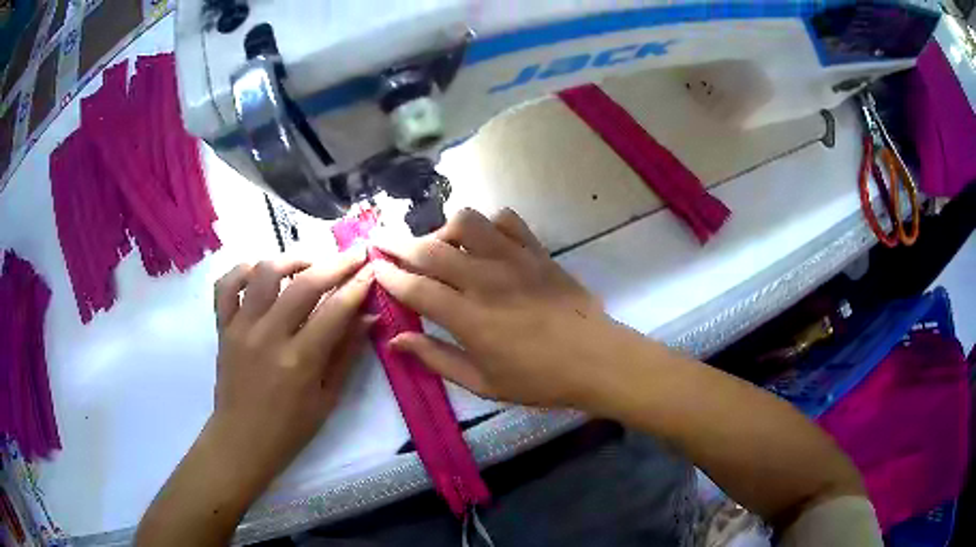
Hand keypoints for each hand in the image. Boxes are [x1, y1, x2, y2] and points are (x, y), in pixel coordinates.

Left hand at [209, 251, 373, 487]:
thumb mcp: (327, 398)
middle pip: (304, 284)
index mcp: (299, 361)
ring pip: (264, 273)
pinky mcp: (222, 327)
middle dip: (335, 263)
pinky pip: (226, 285)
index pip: (335, 310)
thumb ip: (346, 354)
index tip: (373, 268)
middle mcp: (268, 337)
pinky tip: (260, 272)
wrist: (242, 440)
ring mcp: (241, 328)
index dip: (357, 286)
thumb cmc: (290, 428)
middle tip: (354, 253)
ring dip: (291, 260)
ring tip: (309, 264)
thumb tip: (369, 317)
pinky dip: (242, 270)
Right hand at [373, 208, 612, 407]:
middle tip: (382, 241)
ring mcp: (513, 259)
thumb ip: (436, 358)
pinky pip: (506, 220)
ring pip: (466, 223)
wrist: (596, 359)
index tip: (374, 267)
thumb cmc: (539, 379)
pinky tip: (485, 240)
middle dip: (398, 243)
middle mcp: (485, 280)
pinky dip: (488, 224)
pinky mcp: (536, 251)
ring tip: (441, 246)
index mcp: (468, 318)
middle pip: (430, 249)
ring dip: (443, 229)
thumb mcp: (482, 382)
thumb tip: (396, 340)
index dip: (388, 275)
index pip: (415, 287)